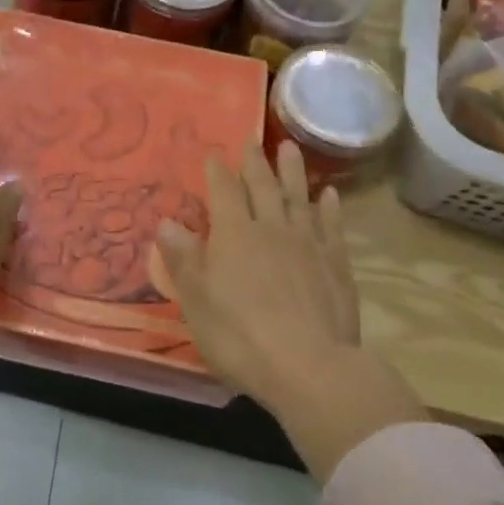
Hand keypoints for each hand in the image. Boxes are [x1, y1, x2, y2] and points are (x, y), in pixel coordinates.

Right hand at [156, 143, 424, 480]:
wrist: (308, 366)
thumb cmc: (239, 335)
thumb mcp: (196, 300)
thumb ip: (183, 258)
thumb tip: (166, 222)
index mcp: (233, 235)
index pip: (223, 193)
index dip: (217, 172)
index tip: (213, 152)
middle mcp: (271, 229)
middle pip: (262, 187)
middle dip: (255, 162)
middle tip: (253, 139)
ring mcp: (308, 244)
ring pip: (299, 198)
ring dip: (294, 172)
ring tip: (291, 148)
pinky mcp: (336, 265)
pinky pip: (332, 226)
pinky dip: (329, 208)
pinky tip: (329, 196)